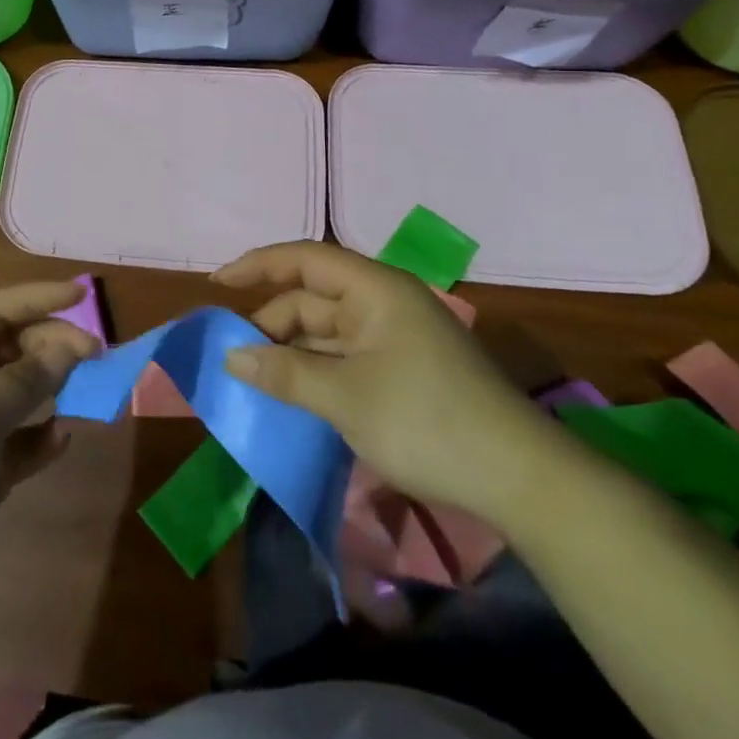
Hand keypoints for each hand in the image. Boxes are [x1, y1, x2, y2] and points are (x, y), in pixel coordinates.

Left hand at [0, 280, 100, 606]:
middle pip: (13, 346)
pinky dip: (42, 435)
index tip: (82, 294)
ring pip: (23, 389)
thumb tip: (73, 345)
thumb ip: (26, 378)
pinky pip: (23, 436)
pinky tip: (61, 439)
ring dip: (55, 385)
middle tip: (95, 355)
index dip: (37, 298)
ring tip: (91, 387)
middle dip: (52, 345)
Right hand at [214, 242, 568, 525]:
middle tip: (231, 356)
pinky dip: (317, 371)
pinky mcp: (405, 371)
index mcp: (374, 289)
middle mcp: (384, 303)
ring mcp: (397, 338)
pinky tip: (294, 396)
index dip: (256, 265)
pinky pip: (346, 357)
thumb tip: (232, 355)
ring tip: (255, 380)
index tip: (216, 284)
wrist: (522, 480)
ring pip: (327, 332)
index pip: (304, 259)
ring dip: (292, 352)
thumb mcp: (345, 397)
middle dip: (270, 323)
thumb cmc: (427, 421)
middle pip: (312, 298)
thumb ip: (284, 372)